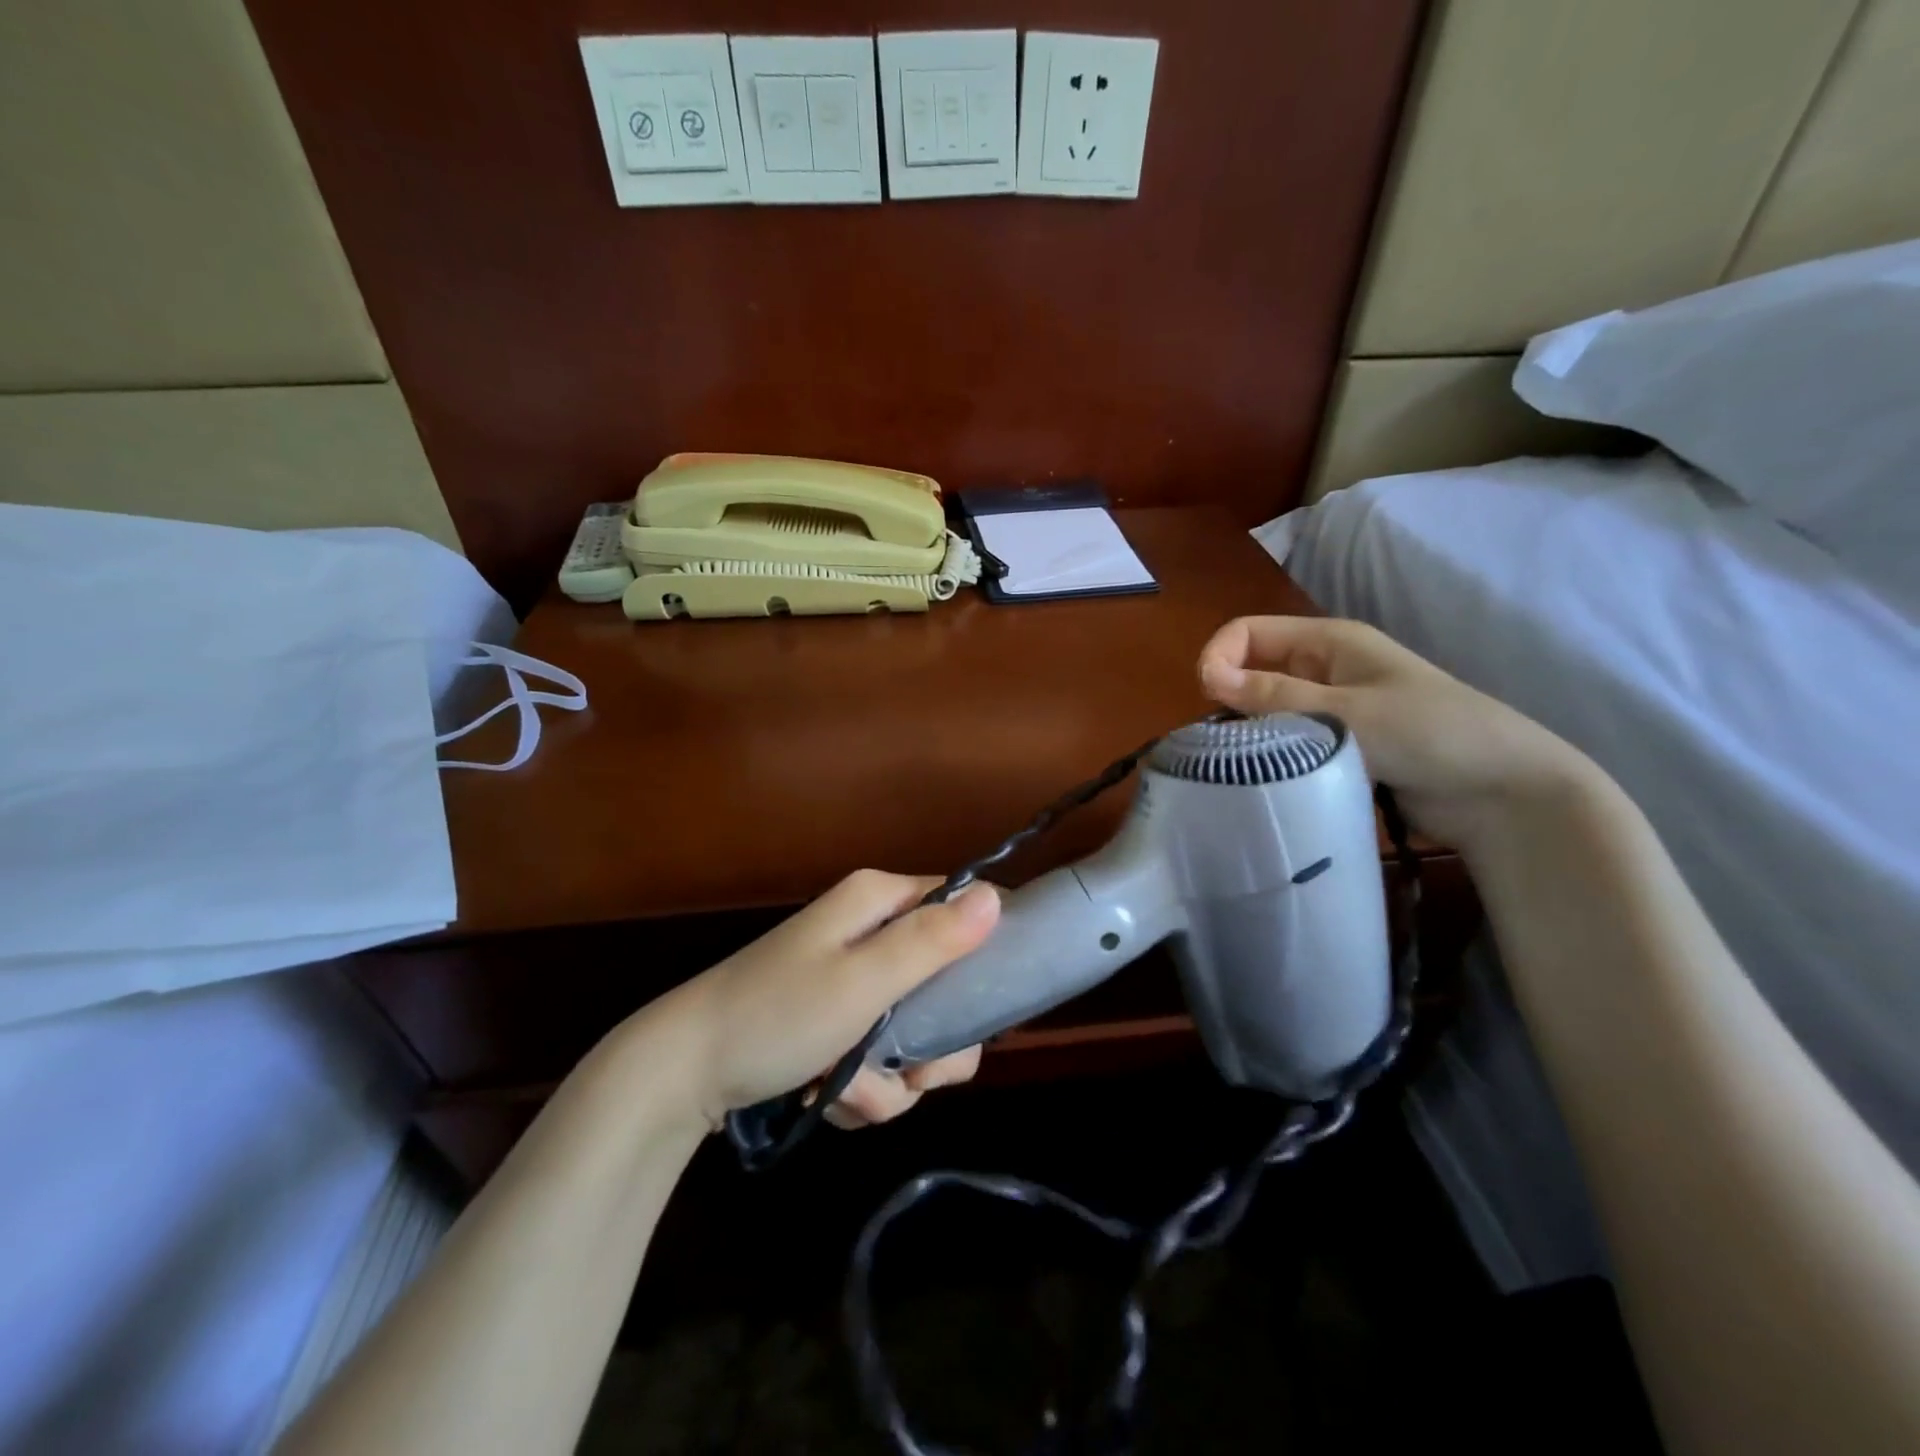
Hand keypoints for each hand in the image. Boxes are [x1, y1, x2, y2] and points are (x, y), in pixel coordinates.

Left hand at [656, 871, 1000, 1130]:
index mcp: (880, 901)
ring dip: (893, 1077)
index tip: (987, 1010)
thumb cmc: (776, 1015)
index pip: (964, 906)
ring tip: (848, 1091)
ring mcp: (856, 979)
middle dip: (934, 1043)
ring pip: (918, 1031)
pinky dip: (866, 1086)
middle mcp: (874, 932)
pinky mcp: (840, 1021)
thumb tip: (997, 898)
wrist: (684, 1073)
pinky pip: (884, 1056)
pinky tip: (831, 1098)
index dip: (986, 952)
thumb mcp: (863, 981)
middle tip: (914, 1073)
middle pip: (948, 982)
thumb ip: (931, 942)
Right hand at [1197, 616, 1589, 851]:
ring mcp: (1332, 708)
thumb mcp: (1346, 711)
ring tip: (1241, 764)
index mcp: (1328, 641)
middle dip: (1230, 698)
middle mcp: (1325, 669)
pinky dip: (1272, 754)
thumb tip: (1206, 677)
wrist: (1503, 791)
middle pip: (1253, 669)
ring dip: (1251, 731)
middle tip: (1223, 742)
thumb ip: (1275, 697)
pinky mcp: (1338, 745)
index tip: (1208, 700)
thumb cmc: (1428, 733)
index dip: (1220, 656)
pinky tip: (1267, 777)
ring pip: (1268, 709)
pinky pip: (1288, 741)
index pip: (1248, 632)